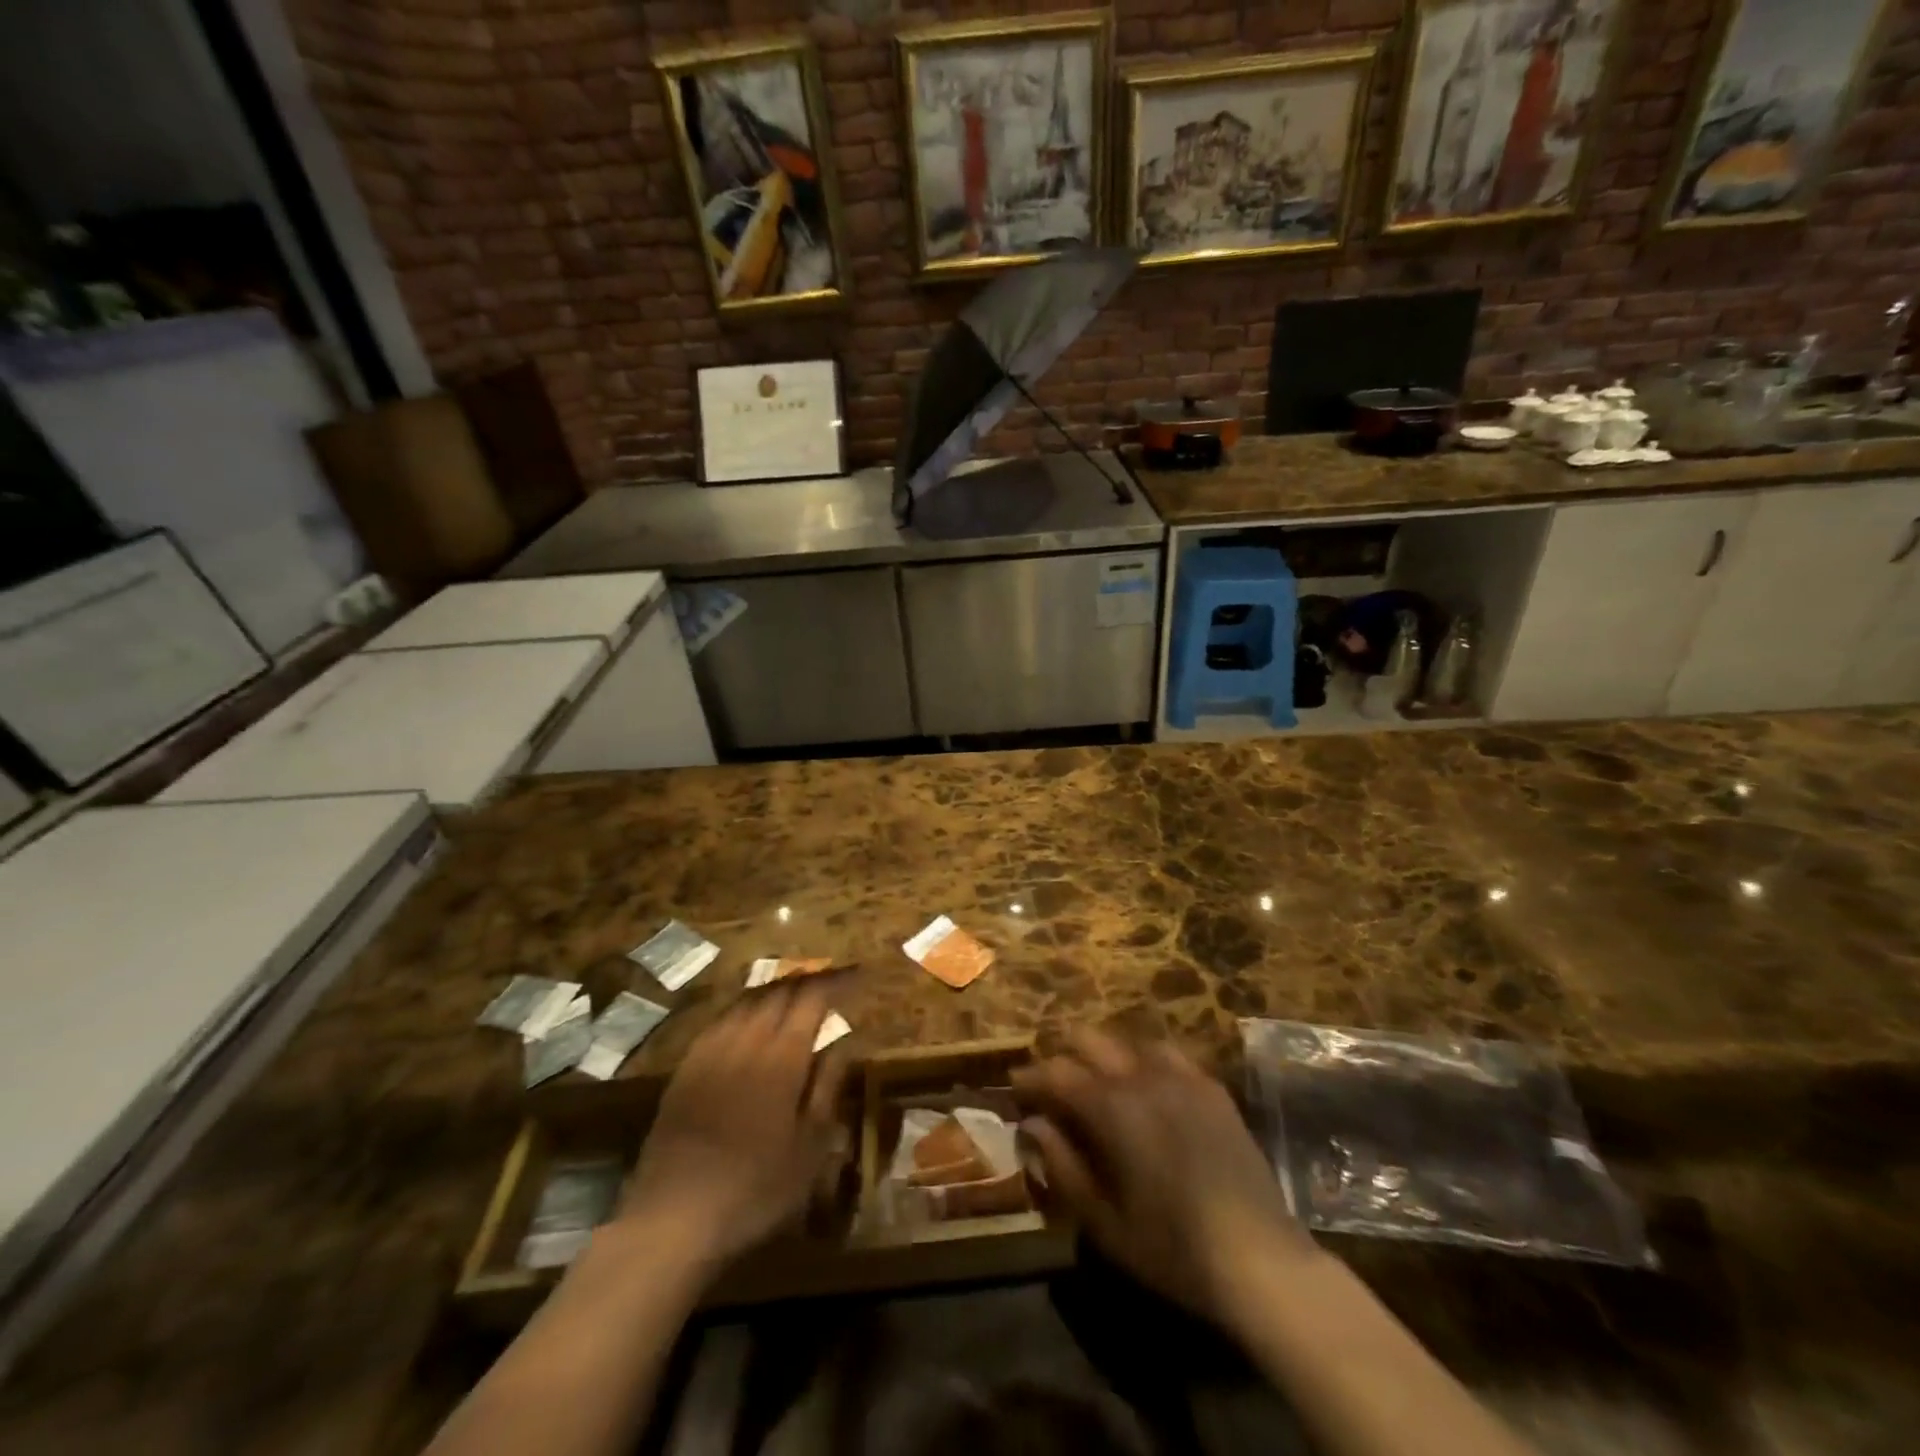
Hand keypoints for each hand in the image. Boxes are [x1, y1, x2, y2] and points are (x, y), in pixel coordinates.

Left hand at [620, 983, 848, 1273]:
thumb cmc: (755, 1188)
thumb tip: (843, 1043)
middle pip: (780, 992)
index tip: (859, 975)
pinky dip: (746, 1008)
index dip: (838, 981)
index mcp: (782, 1056)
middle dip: (809, 980)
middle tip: (832, 982)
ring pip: (749, 1001)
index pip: (813, 998)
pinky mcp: (686, 1065)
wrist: (674, 1216)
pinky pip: (722, 1019)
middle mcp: (746, 1040)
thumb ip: (828, 1087)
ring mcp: (711, 1050)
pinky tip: (751, 1019)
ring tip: (797, 993)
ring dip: (778, 989)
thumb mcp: (810, 1148)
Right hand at [1013, 1030, 1316, 1326]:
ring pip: (1128, 1041)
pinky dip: (1146, 1060)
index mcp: (1110, 1108)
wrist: (1260, 1259)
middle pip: (1090, 1040)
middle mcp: (1141, 1078)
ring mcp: (1181, 1077)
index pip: (1056, 1073)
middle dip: (1064, 1055)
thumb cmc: (1172, 1247)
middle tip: (1053, 1084)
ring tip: (1099, 1081)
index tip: (1015, 1086)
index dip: (1030, 1077)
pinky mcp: (1212, 1088)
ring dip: (1105, 1055)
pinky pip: (1169, 1054)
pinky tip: (1148, 1083)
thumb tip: (1032, 1124)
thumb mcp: (1103, 1221)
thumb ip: (1062, 1165)